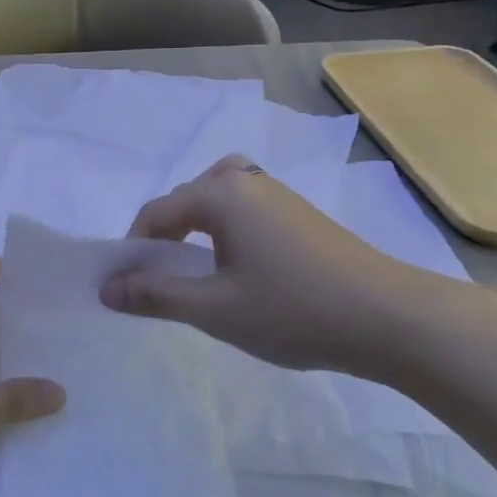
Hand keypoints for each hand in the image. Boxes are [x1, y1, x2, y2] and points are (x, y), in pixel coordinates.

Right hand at [99, 156, 483, 380]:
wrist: (389, 317)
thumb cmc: (293, 310)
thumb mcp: (214, 308)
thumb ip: (155, 294)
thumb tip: (106, 289)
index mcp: (220, 193)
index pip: (156, 213)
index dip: (133, 250)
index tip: (123, 288)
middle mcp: (246, 179)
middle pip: (185, 200)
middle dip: (163, 238)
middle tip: (161, 283)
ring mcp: (277, 192)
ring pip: (216, 200)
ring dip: (196, 230)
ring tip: (196, 271)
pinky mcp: (299, 212)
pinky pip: (244, 209)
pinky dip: (225, 230)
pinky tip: (239, 267)